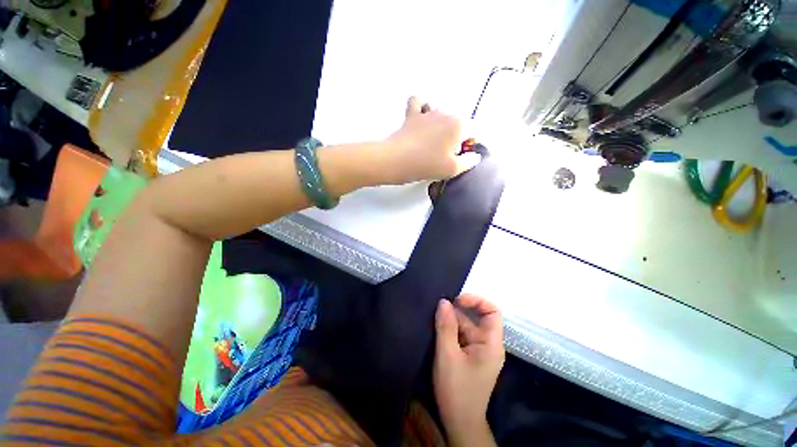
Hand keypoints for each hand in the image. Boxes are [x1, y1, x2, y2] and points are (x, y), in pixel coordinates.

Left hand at [381, 97, 480, 183]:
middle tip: (446, 155)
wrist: (397, 160)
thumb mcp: (453, 169)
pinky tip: (421, 119)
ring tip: (432, 143)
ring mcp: (427, 112)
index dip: (470, 144)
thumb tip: (474, 155)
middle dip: (456, 137)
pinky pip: (418, 103)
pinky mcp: (411, 115)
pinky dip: (421, 108)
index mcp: (459, 125)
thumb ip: (469, 161)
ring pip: (441, 114)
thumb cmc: (427, 165)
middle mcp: (445, 114)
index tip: (461, 156)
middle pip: (458, 123)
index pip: (473, 130)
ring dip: (441, 126)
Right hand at [434, 295, 503, 444]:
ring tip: (433, 319)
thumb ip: (446, 326)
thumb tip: (443, 301)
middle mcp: (487, 344)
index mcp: (491, 343)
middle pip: (474, 318)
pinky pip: (460, 336)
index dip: (476, 301)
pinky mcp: (469, 355)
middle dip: (456, 312)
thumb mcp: (448, 355)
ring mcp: (478, 350)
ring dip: (450, 322)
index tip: (456, 301)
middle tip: (436, 310)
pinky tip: (436, 330)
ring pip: (465, 326)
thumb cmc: (457, 390)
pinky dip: (449, 331)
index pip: (492, 312)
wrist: (459, 423)